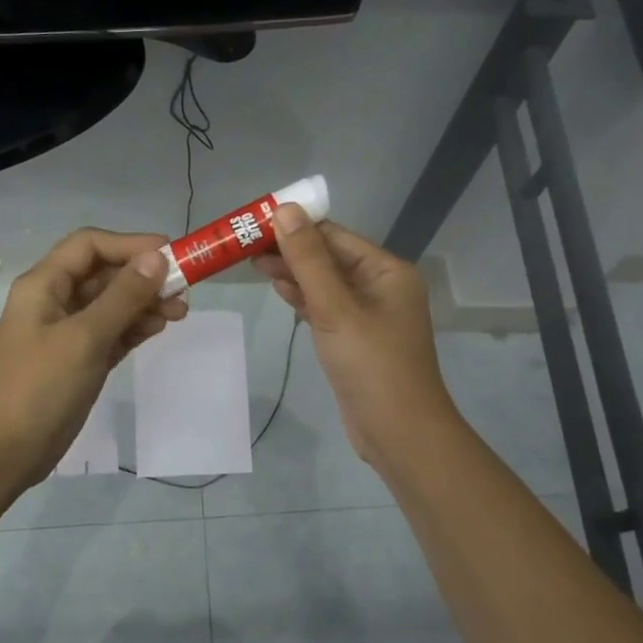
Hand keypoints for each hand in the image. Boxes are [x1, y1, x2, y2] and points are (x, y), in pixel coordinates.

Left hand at [0, 229, 188, 491]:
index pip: (90, 245)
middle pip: (104, 273)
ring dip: (144, 303)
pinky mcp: (79, 360)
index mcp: (45, 284)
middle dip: (143, 277)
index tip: (171, 255)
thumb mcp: (84, 338)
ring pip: (112, 304)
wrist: (4, 452)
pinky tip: (157, 329)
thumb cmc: (39, 387)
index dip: (131, 244)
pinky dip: (134, 327)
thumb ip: (122, 296)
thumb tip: (157, 258)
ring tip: (179, 315)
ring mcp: (67, 332)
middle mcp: (55, 301)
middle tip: (183, 291)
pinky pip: (112, 332)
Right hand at [254, 207, 455, 463]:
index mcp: (387, 271)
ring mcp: (369, 313)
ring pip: (325, 283)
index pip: (335, 235)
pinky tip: (279, 289)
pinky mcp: (355, 338)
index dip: (296, 225)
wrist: (399, 433)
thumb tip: (285, 209)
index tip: (255, 221)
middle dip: (290, 250)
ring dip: (294, 273)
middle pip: (329, 257)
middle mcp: (382, 285)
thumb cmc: (371, 365)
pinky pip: (327, 307)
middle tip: (244, 245)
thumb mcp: (336, 308)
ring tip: (252, 263)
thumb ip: (308, 260)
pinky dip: (304, 298)